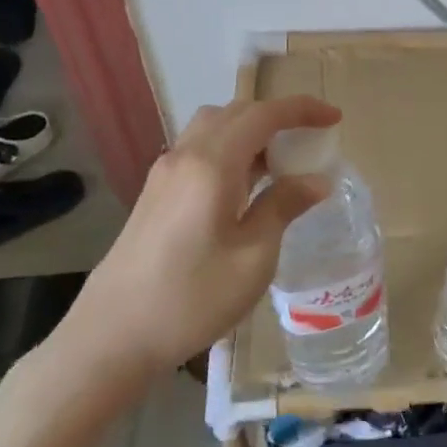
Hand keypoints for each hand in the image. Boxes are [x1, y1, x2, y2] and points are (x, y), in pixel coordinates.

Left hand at [48, 96, 340, 390]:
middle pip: (236, 112)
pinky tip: (244, 186)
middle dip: (277, 117)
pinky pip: (199, 149)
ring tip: (279, 163)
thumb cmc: (192, 298)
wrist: (111, 337)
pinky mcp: (155, 192)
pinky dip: (230, 149)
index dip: (302, 110)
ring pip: (213, 128)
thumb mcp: (253, 258)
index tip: (335, 118)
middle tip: (310, 141)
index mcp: (212, 164)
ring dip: (251, 131)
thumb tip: (316, 180)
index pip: (263, 115)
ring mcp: (164, 172)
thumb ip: (283, 207)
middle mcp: (185, 155)